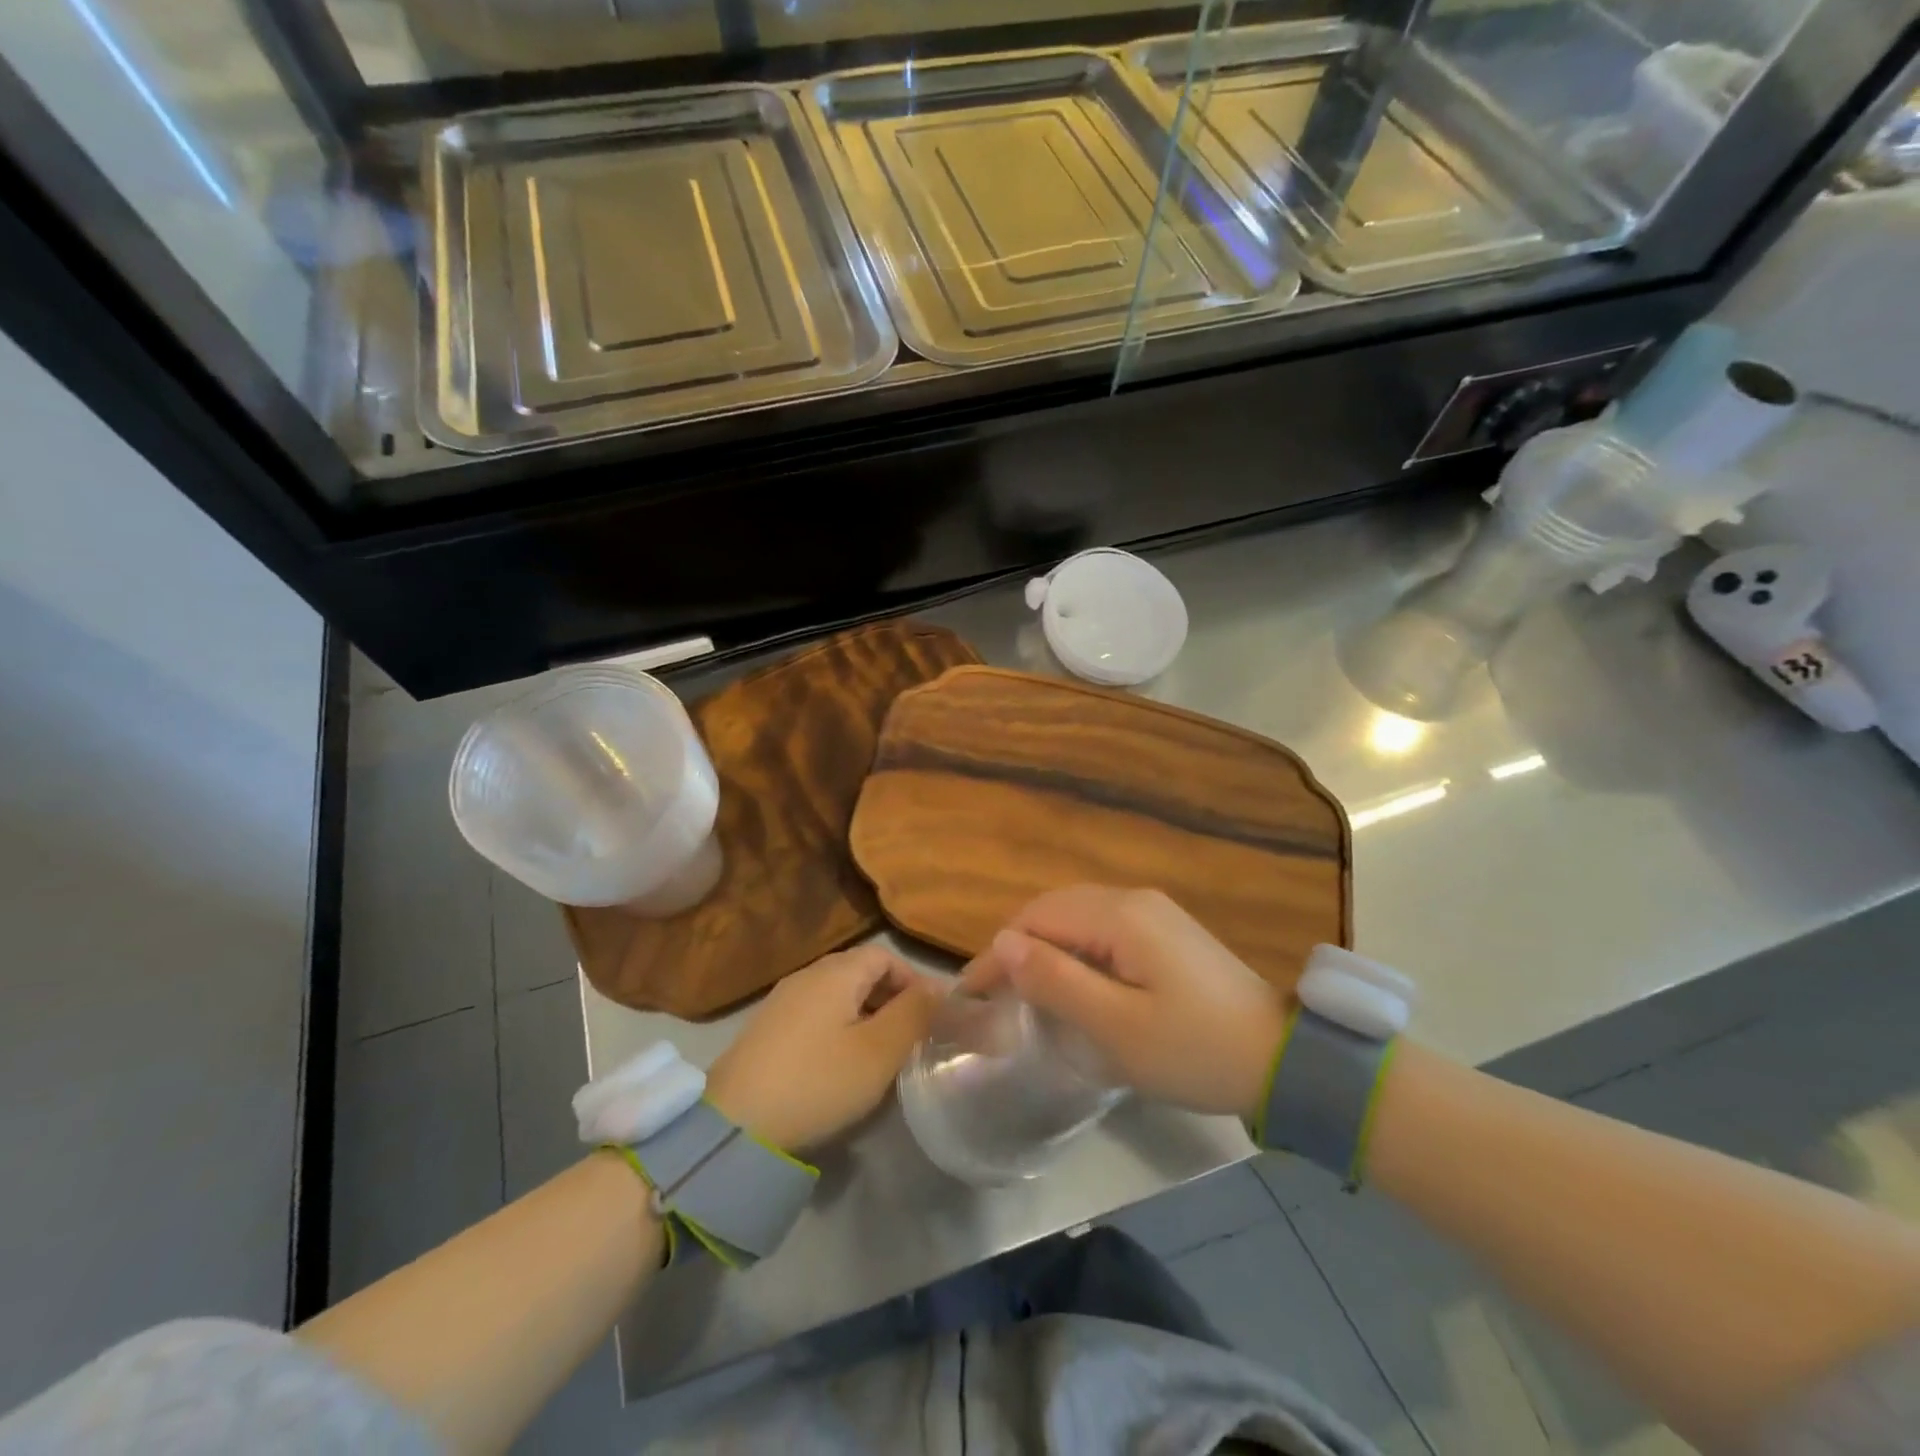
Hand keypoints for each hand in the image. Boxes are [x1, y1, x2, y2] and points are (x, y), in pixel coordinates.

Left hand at [706, 945, 938, 1153]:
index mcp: (835, 972)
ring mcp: (781, 1001)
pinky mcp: (765, 1030)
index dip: (912, 980)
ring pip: (837, 995)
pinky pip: (814, 1015)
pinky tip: (839, 1064)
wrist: (735, 1125)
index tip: (930, 1016)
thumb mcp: (879, 1052)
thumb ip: (914, 1014)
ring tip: (879, 1054)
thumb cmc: (818, 1081)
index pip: (884, 956)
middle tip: (909, 1037)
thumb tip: (940, 987)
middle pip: (859, 972)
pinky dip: (838, 1028)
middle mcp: (807, 975)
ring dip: (865, 1015)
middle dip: (890, 998)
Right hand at [962, 886, 1287, 1120]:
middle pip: (1054, 910)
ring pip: (1078, 917)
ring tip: (1026, 992)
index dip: (999, 953)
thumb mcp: (1117, 1026)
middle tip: (995, 997)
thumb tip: (1001, 943)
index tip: (972, 996)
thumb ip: (1056, 980)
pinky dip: (1075, 951)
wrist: (1282, 1058)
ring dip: (1046, 948)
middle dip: (1018, 947)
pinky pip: (1103, 929)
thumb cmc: (1194, 1049)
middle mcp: (1133, 900)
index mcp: (1120, 916)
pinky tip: (1074, 984)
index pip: (1036, 918)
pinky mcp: (1166, 931)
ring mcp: (1153, 912)